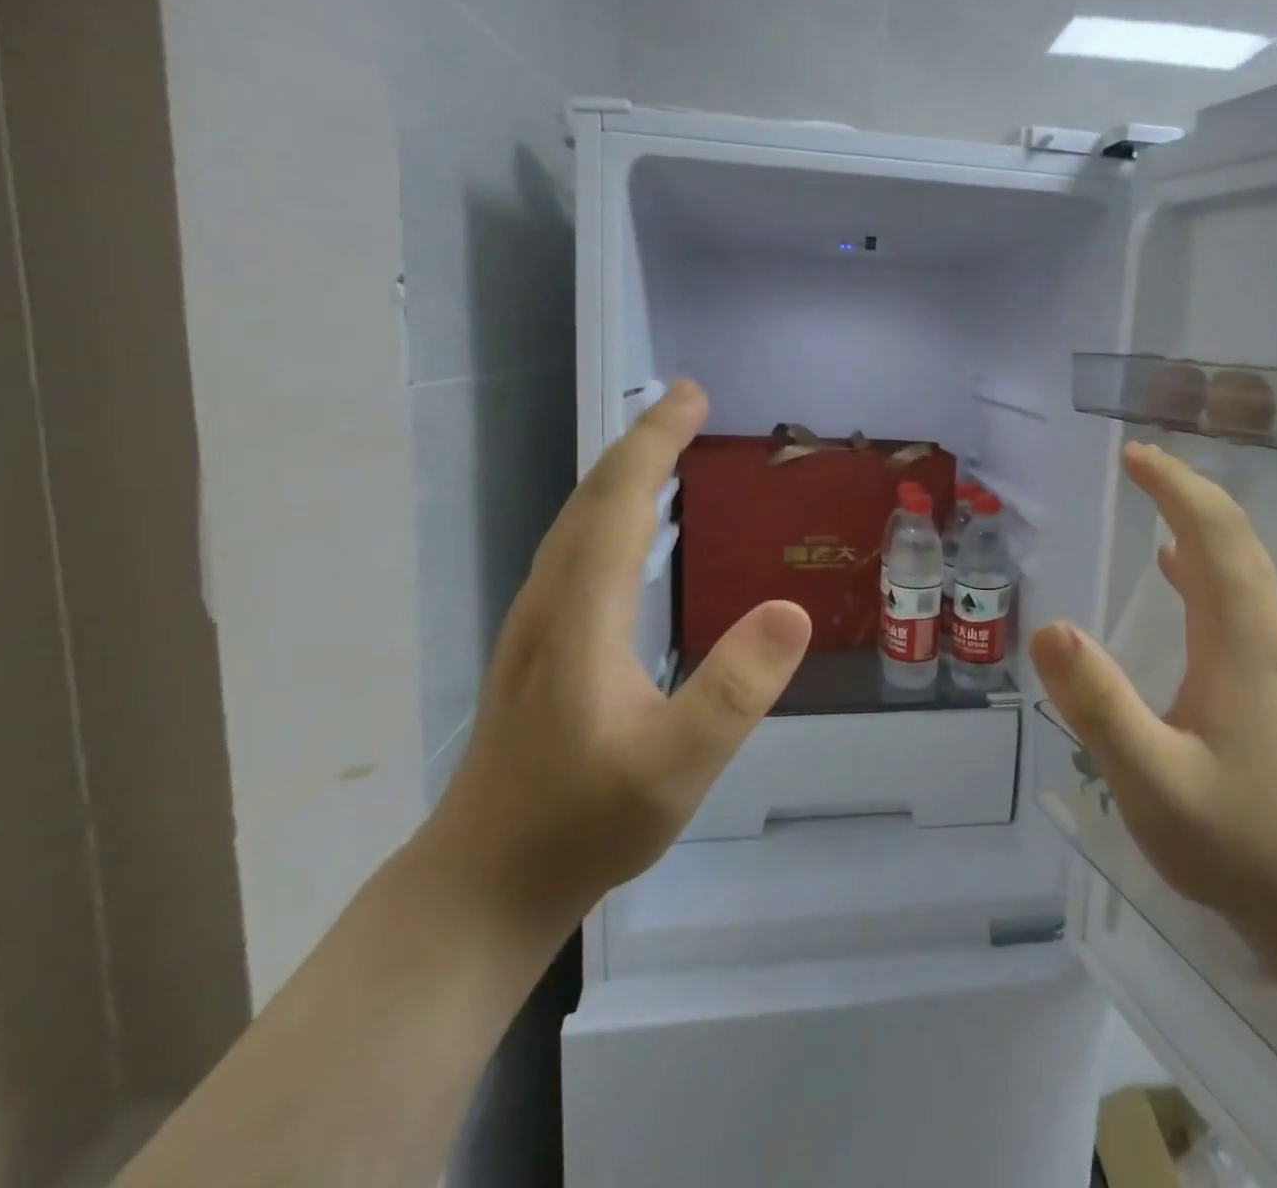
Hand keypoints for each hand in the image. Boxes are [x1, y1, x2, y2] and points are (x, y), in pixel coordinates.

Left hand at [426, 380, 810, 933]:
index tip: (692, 395)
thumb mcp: (677, 766)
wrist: (484, 882)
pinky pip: (577, 549)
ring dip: (623, 473)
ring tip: (668, 448)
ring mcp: (537, 622)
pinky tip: (635, 530)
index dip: (657, 441)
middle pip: (593, 498)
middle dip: (643, 441)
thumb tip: (792, 609)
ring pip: (578, 521)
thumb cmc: (584, 824)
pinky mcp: (539, 644)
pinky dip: (611, 512)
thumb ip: (735, 690)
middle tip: (690, 403)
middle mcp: (551, 600)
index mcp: (581, 613)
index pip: (620, 501)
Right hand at [1030, 443, 1276, 941]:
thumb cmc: (1240, 842)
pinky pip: (1240, 595)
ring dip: (1199, 518)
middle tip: (1137, 462)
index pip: (1212, 533)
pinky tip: (1175, 570)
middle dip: (1186, 488)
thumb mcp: (1151, 781)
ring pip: (1243, 563)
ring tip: (1153, 495)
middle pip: (1235, 536)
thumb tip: (1050, 626)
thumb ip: (1099, 704)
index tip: (1132, 455)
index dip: (1173, 486)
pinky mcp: (1276, 681)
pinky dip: (1206, 561)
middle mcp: (1268, 633)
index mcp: (1242, 639)